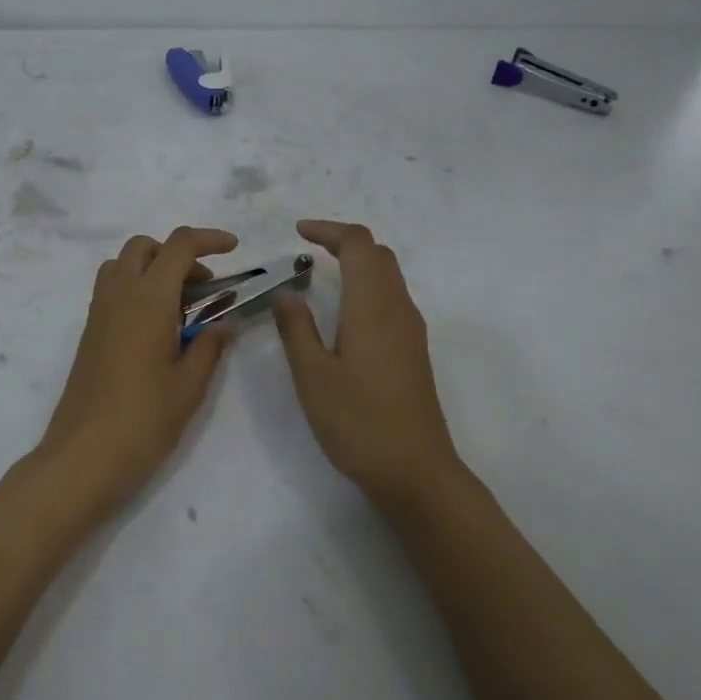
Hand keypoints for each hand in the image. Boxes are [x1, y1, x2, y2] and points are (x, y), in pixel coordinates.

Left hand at [37, 227, 237, 514]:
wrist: (85, 455)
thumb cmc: (144, 420)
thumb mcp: (190, 385)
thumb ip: (209, 345)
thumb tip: (223, 322)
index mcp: (149, 299)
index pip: (179, 246)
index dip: (209, 239)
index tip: (234, 249)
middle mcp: (119, 295)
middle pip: (143, 247)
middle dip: (176, 253)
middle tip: (204, 287)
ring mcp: (98, 314)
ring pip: (121, 265)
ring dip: (151, 269)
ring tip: (179, 306)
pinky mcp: (88, 334)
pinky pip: (111, 290)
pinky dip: (135, 289)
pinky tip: (156, 328)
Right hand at [273, 219, 463, 505]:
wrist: (413, 468)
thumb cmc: (358, 420)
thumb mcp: (313, 375)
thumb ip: (296, 329)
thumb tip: (286, 295)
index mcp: (373, 306)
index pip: (358, 245)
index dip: (329, 231)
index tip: (298, 233)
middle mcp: (398, 309)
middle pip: (378, 255)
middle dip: (344, 243)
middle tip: (307, 251)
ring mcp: (411, 331)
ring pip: (388, 277)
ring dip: (358, 265)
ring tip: (321, 276)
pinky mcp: (413, 352)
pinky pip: (391, 300)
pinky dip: (367, 288)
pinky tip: (344, 313)